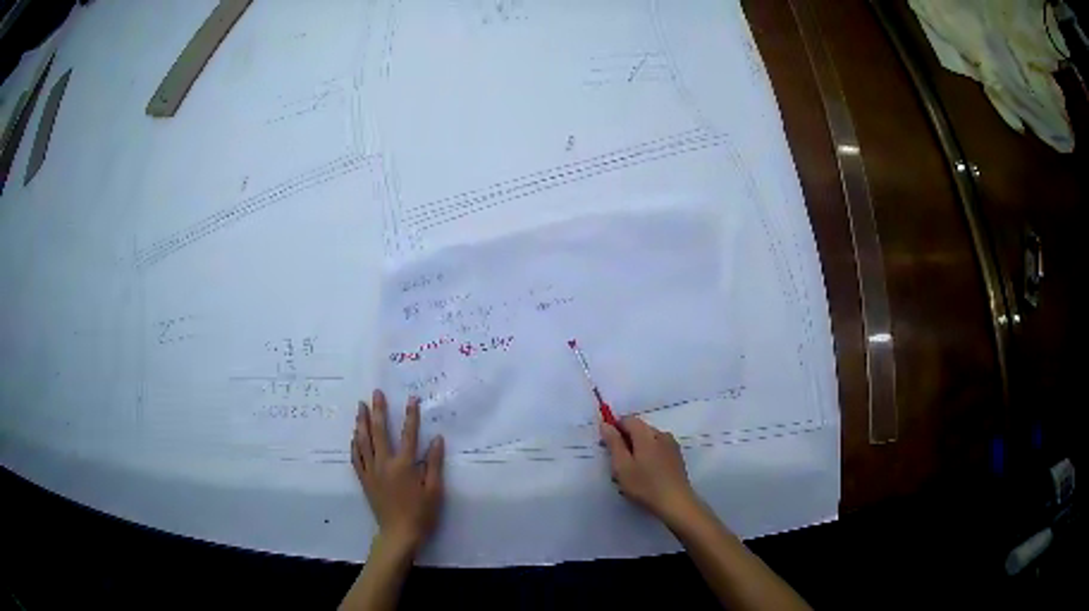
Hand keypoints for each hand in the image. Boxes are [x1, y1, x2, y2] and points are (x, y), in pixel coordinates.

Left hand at [351, 389, 444, 555]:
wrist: (399, 534)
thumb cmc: (421, 514)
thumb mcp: (434, 490)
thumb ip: (433, 464)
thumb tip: (436, 439)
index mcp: (404, 465)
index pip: (408, 435)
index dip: (410, 416)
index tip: (411, 399)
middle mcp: (384, 464)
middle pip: (379, 432)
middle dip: (378, 411)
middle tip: (375, 393)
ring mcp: (371, 471)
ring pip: (363, 442)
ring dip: (361, 422)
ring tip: (360, 407)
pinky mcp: (364, 480)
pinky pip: (356, 458)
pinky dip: (355, 444)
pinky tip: (354, 435)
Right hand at [600, 416, 698, 524]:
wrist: (676, 502)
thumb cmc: (645, 485)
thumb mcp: (622, 466)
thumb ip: (613, 443)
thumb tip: (605, 424)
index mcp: (647, 434)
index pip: (628, 419)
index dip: (615, 428)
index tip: (607, 446)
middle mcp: (661, 434)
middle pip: (639, 429)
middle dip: (626, 440)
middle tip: (617, 462)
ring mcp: (671, 445)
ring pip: (649, 439)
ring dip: (637, 449)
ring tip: (631, 471)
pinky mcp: (677, 456)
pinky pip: (658, 448)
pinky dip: (649, 455)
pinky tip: (646, 473)